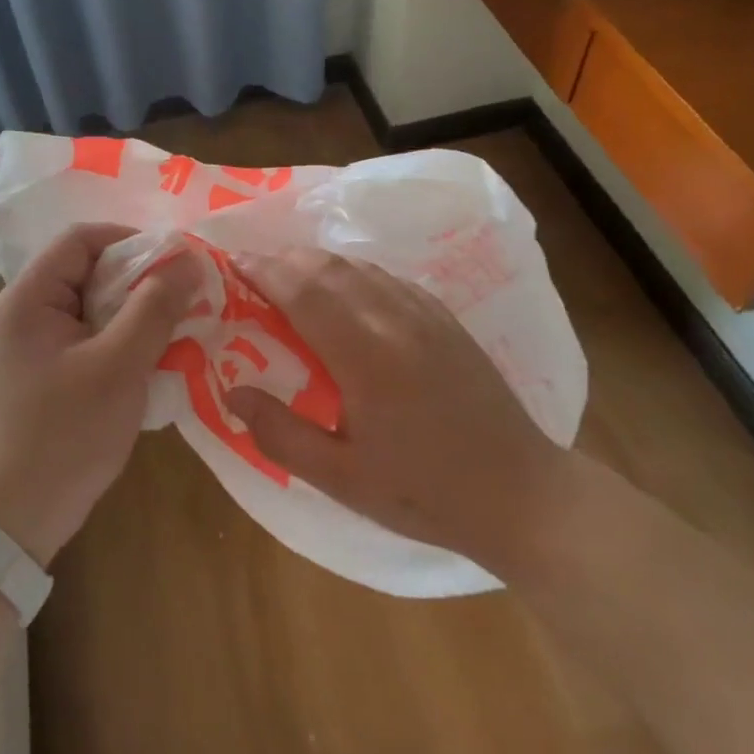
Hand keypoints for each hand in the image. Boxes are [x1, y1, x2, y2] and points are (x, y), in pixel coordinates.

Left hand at [0, 223, 200, 566]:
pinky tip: (156, 357)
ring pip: (96, 305)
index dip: (132, 240)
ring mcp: (36, 344)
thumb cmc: (65, 433)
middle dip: (141, 279)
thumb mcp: (119, 365)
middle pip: (90, 270)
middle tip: (187, 297)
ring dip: (138, 312)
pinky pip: (93, 336)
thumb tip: (189, 260)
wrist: (16, 518)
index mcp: (30, 297)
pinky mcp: (49, 372)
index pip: (82, 239)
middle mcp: (27, 311)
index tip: (177, 263)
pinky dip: (125, 339)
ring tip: (180, 327)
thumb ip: (154, 308)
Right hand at [222, 250, 568, 566]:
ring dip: (316, 263)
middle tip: (252, 271)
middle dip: (283, 259)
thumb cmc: (425, 493)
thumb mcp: (342, 479)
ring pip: (359, 266)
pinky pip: (387, 278)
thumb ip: (280, 434)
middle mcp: (394, 319)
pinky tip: (343, 291)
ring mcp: (425, 314)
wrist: (521, 494)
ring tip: (288, 276)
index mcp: (365, 355)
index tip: (232, 264)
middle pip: (327, 267)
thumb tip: (232, 393)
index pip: (302, 290)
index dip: (263, 270)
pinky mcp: (445, 318)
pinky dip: (352, 273)